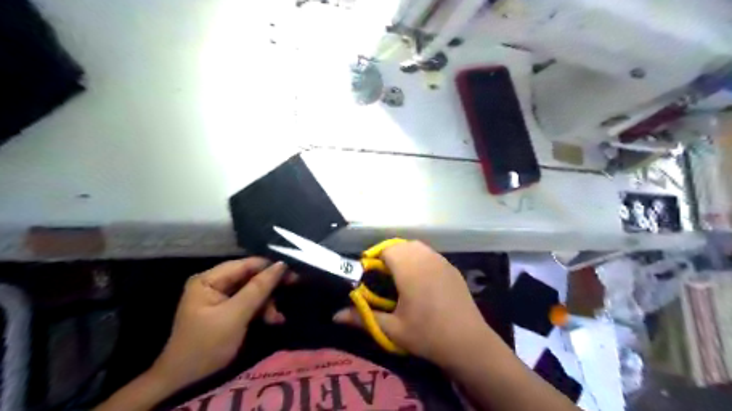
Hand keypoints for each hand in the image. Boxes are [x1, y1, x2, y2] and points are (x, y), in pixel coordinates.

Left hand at [150, 259, 284, 390]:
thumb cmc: (207, 344)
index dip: (269, 267)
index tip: (293, 273)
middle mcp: (214, 283)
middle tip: (294, 287)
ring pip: (252, 290)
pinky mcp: (226, 311)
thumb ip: (258, 288)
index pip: (245, 264)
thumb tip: (281, 264)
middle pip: (250, 277)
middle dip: (269, 287)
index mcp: (208, 279)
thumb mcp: (235, 315)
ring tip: (277, 318)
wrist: (186, 381)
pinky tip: (272, 320)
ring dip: (267, 302)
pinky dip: (261, 310)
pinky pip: (249, 303)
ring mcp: (220, 297)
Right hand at [334, 240, 493, 366]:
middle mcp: (426, 257)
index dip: (375, 259)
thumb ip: (362, 317)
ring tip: (401, 279)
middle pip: (401, 245)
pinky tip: (421, 282)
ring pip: (417, 247)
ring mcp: (441, 261)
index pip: (386, 249)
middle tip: (383, 280)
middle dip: (388, 256)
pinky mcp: (452, 268)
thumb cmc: (427, 334)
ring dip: (405, 256)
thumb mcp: (392, 329)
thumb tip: (334, 315)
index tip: (370, 277)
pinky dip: (420, 260)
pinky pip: (430, 255)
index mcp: (409, 267)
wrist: (468, 342)